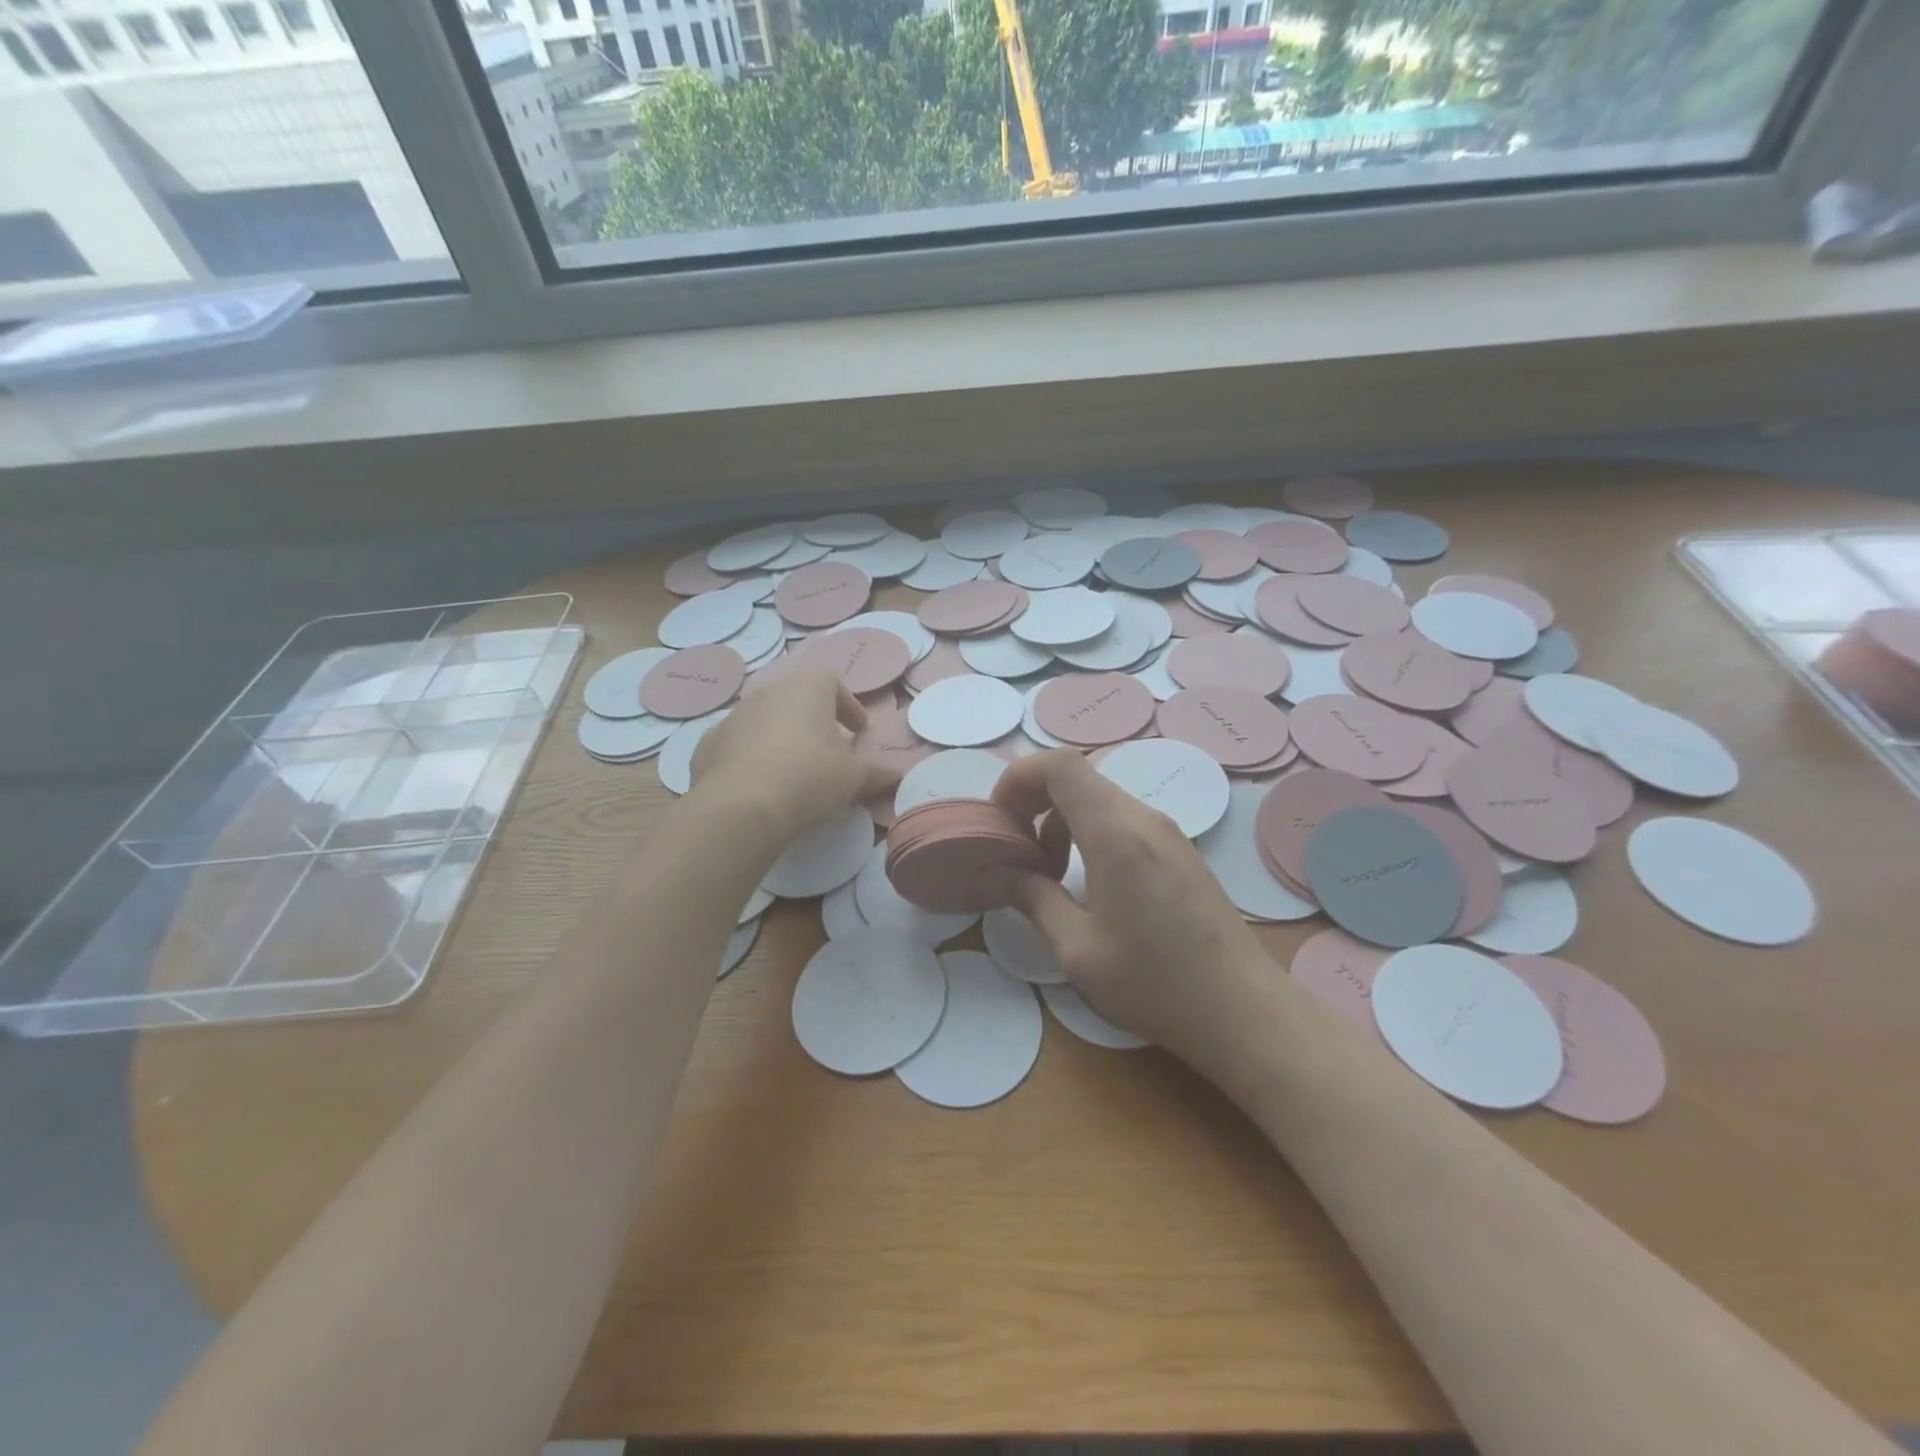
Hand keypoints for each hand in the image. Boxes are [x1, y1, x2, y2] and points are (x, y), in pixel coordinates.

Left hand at [691, 668, 896, 838]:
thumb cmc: (809, 777)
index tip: (858, 730)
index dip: (849, 706)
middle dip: (814, 721)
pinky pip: (737, 745)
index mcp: (807, 688)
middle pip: (797, 700)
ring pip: (764, 720)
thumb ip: (876, 773)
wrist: (741, 806)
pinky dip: (750, 757)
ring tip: (793, 770)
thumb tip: (897, 776)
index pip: (833, 683)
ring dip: (781, 737)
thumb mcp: (854, 777)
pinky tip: (759, 784)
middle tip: (828, 749)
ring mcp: (733, 716)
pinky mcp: (708, 744)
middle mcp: (768, 692)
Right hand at [992, 749, 1273, 1066]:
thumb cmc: (1155, 983)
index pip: (1060, 765)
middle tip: (1018, 853)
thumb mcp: (1078, 949)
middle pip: (1078, 778)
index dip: (1019, 777)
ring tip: (1050, 875)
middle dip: (1035, 804)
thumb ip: (1032, 899)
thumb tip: (994, 873)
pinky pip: (1124, 820)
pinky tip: (1091, 884)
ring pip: (1100, 799)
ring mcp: (1168, 832)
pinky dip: (1091, 834)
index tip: (1000, 819)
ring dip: (1063, 823)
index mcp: (1115, 833)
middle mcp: (1144, 818)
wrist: (1244, 1011)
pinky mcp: (1181, 851)